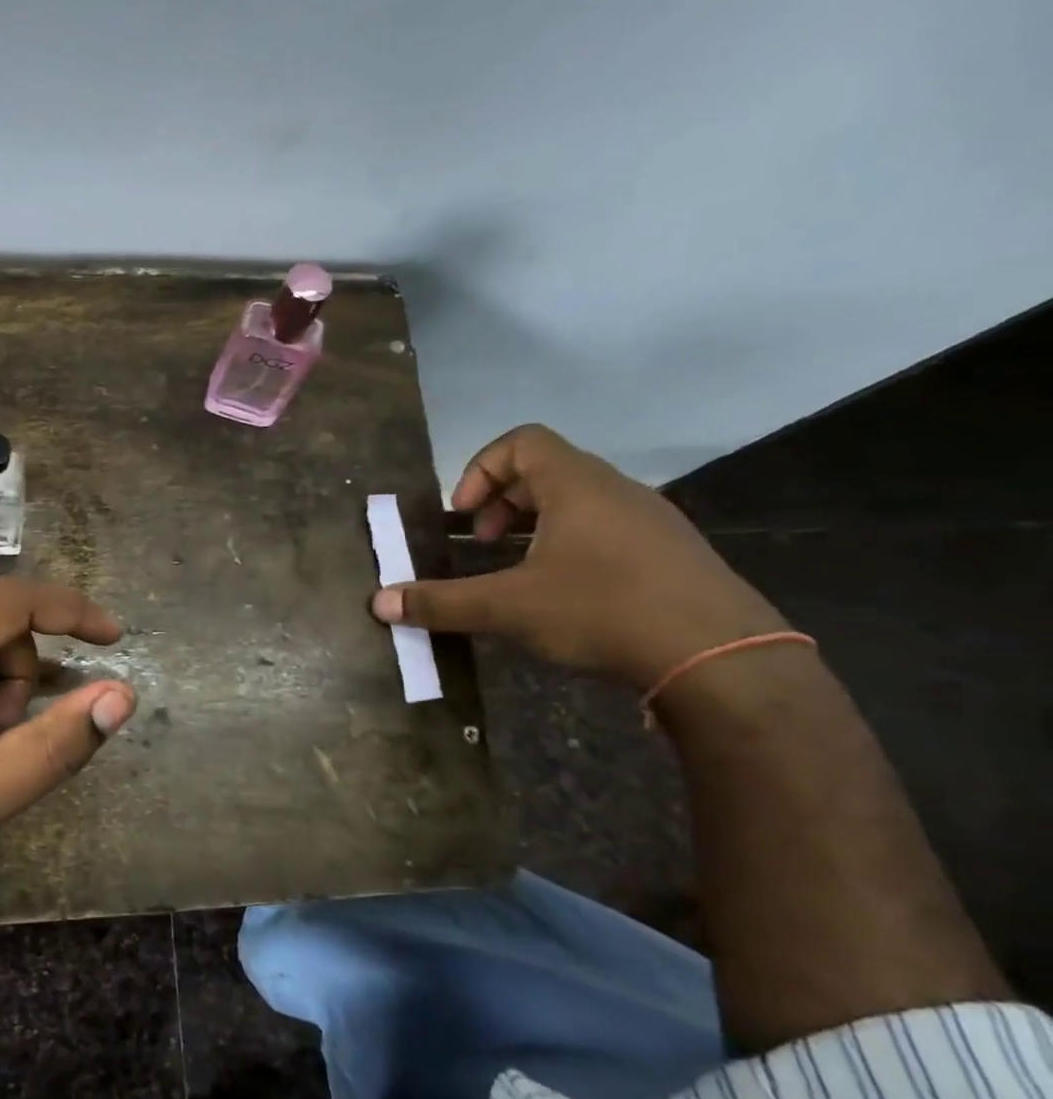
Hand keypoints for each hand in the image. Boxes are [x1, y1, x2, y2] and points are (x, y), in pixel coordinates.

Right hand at [371, 424, 786, 687]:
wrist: (721, 658)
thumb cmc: (602, 610)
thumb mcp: (509, 607)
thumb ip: (441, 602)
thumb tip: (378, 603)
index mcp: (577, 485)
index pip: (523, 440)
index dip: (481, 468)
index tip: (464, 515)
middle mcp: (616, 490)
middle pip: (548, 470)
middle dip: (502, 503)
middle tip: (482, 544)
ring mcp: (651, 521)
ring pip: (580, 502)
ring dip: (536, 526)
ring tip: (517, 571)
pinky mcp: (672, 554)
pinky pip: (608, 529)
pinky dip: (571, 546)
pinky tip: (565, 595)